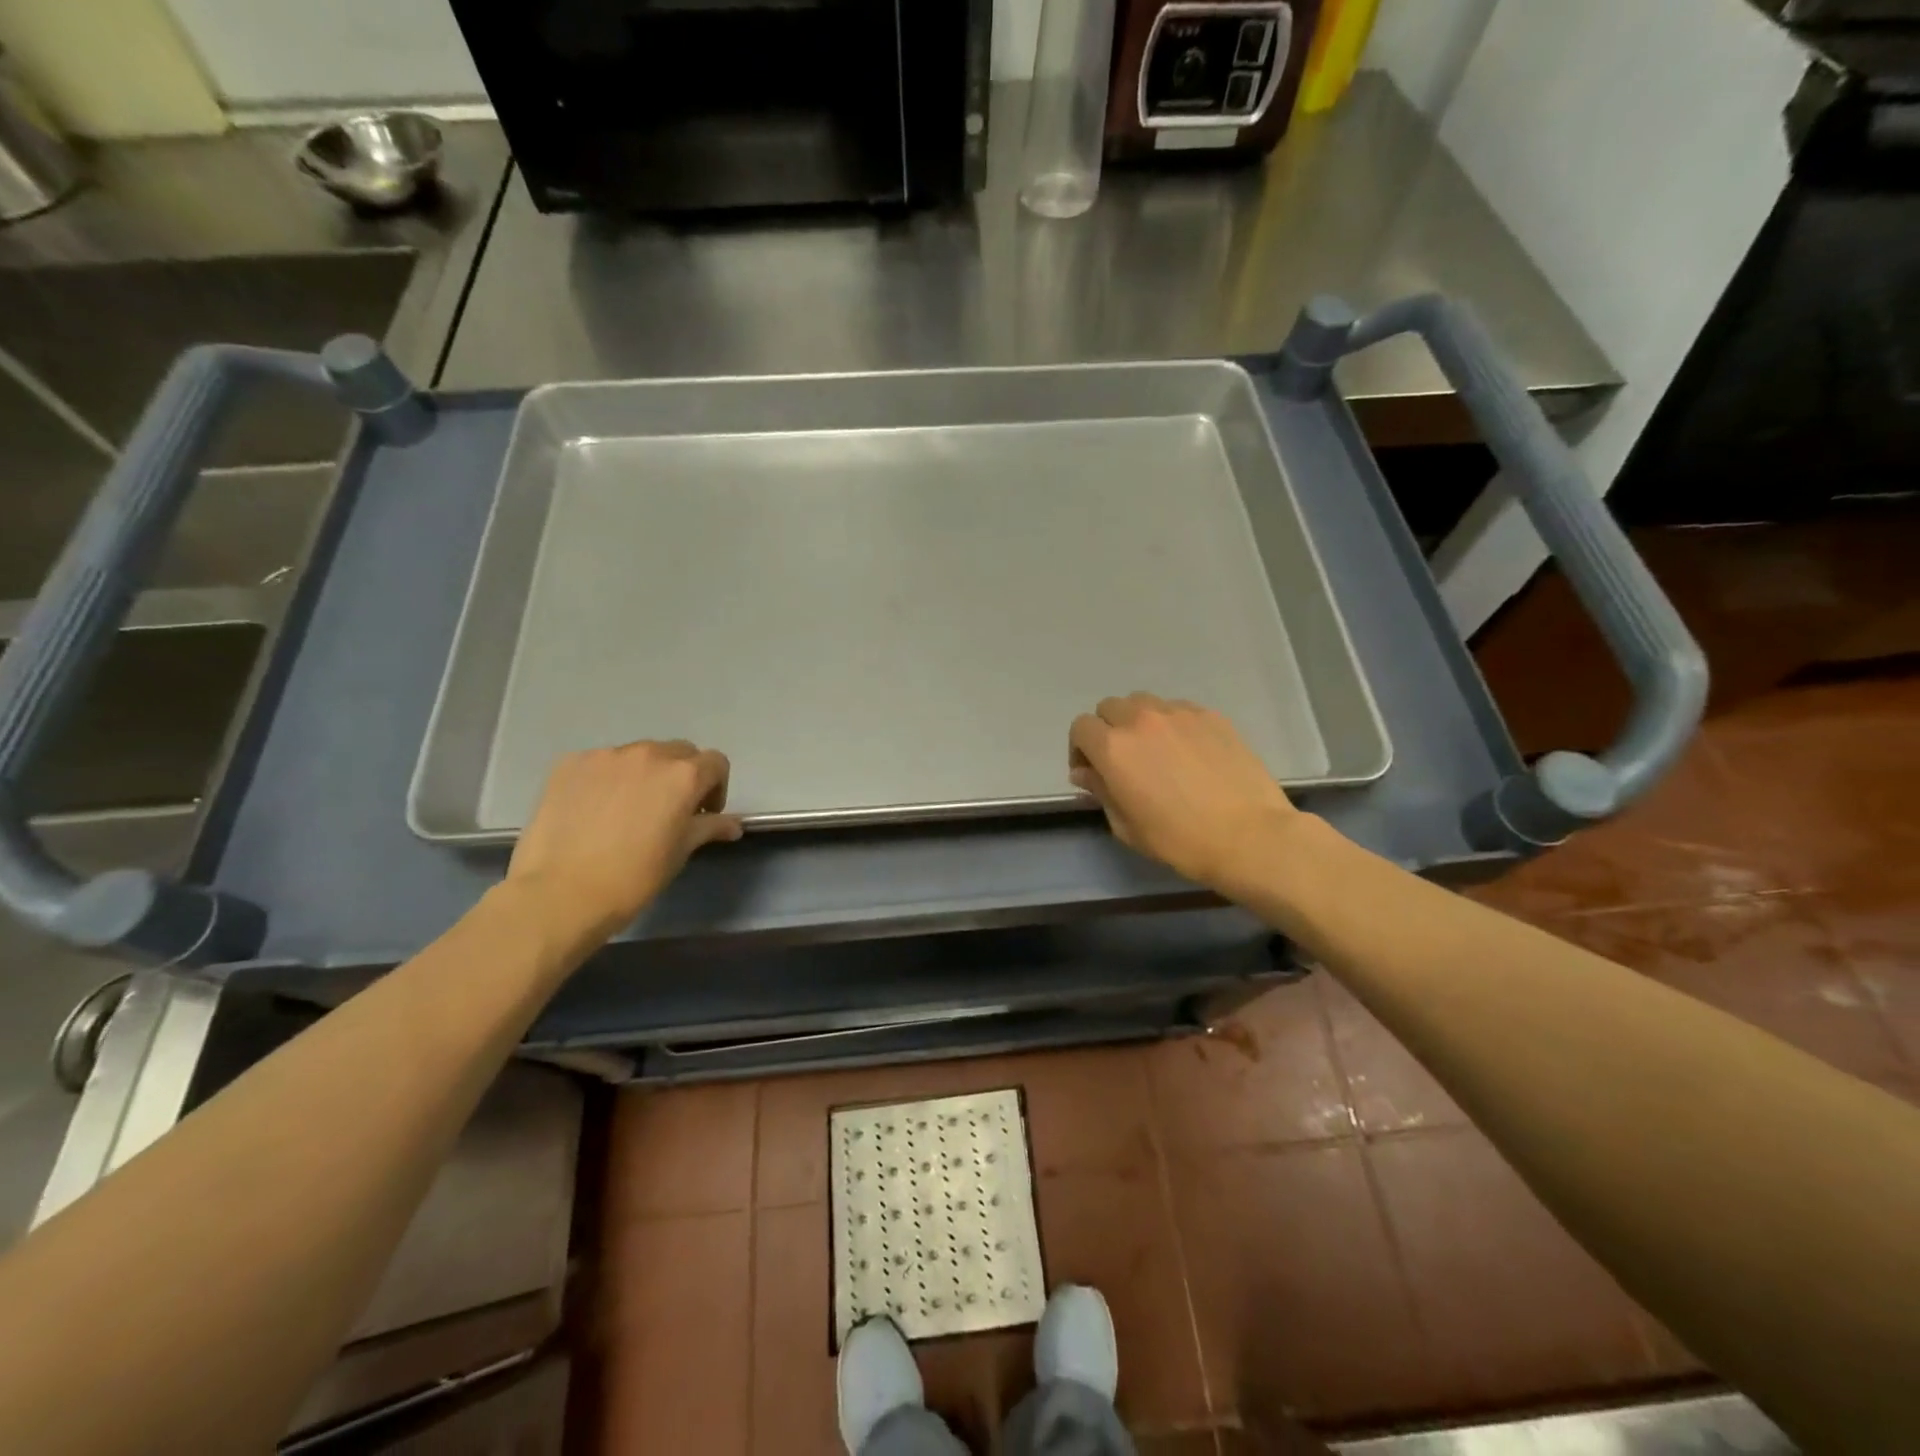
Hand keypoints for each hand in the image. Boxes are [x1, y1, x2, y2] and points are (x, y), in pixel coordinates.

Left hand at [506, 739, 742, 944]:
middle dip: (682, 776)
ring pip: (638, 755)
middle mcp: (648, 754)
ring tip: (627, 810)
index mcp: (683, 775)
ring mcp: (606, 756)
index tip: (702, 814)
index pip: (716, 763)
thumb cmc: (634, 877)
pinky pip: (601, 763)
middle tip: (668, 810)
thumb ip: (709, 828)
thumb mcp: (680, 852)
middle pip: (679, 752)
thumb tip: (733, 825)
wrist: (561, 894)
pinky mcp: (570, 763)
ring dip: (644, 775)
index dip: (715, 788)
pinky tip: (595, 810)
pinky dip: (607, 779)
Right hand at [1069, 694, 1300, 892]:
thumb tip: (1085, 772)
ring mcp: (1179, 713)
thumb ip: (1100, 791)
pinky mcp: (1211, 716)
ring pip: (1144, 703)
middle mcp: (1141, 720)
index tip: (1090, 771)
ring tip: (1155, 749)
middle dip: (1107, 730)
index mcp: (1113, 748)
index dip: (1079, 749)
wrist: (1248, 836)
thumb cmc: (1178, 840)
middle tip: (1121, 759)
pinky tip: (1187, 751)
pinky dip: (1172, 724)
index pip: (1080, 727)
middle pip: (1109, 707)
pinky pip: (1178, 709)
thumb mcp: (1126, 826)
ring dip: (1138, 721)